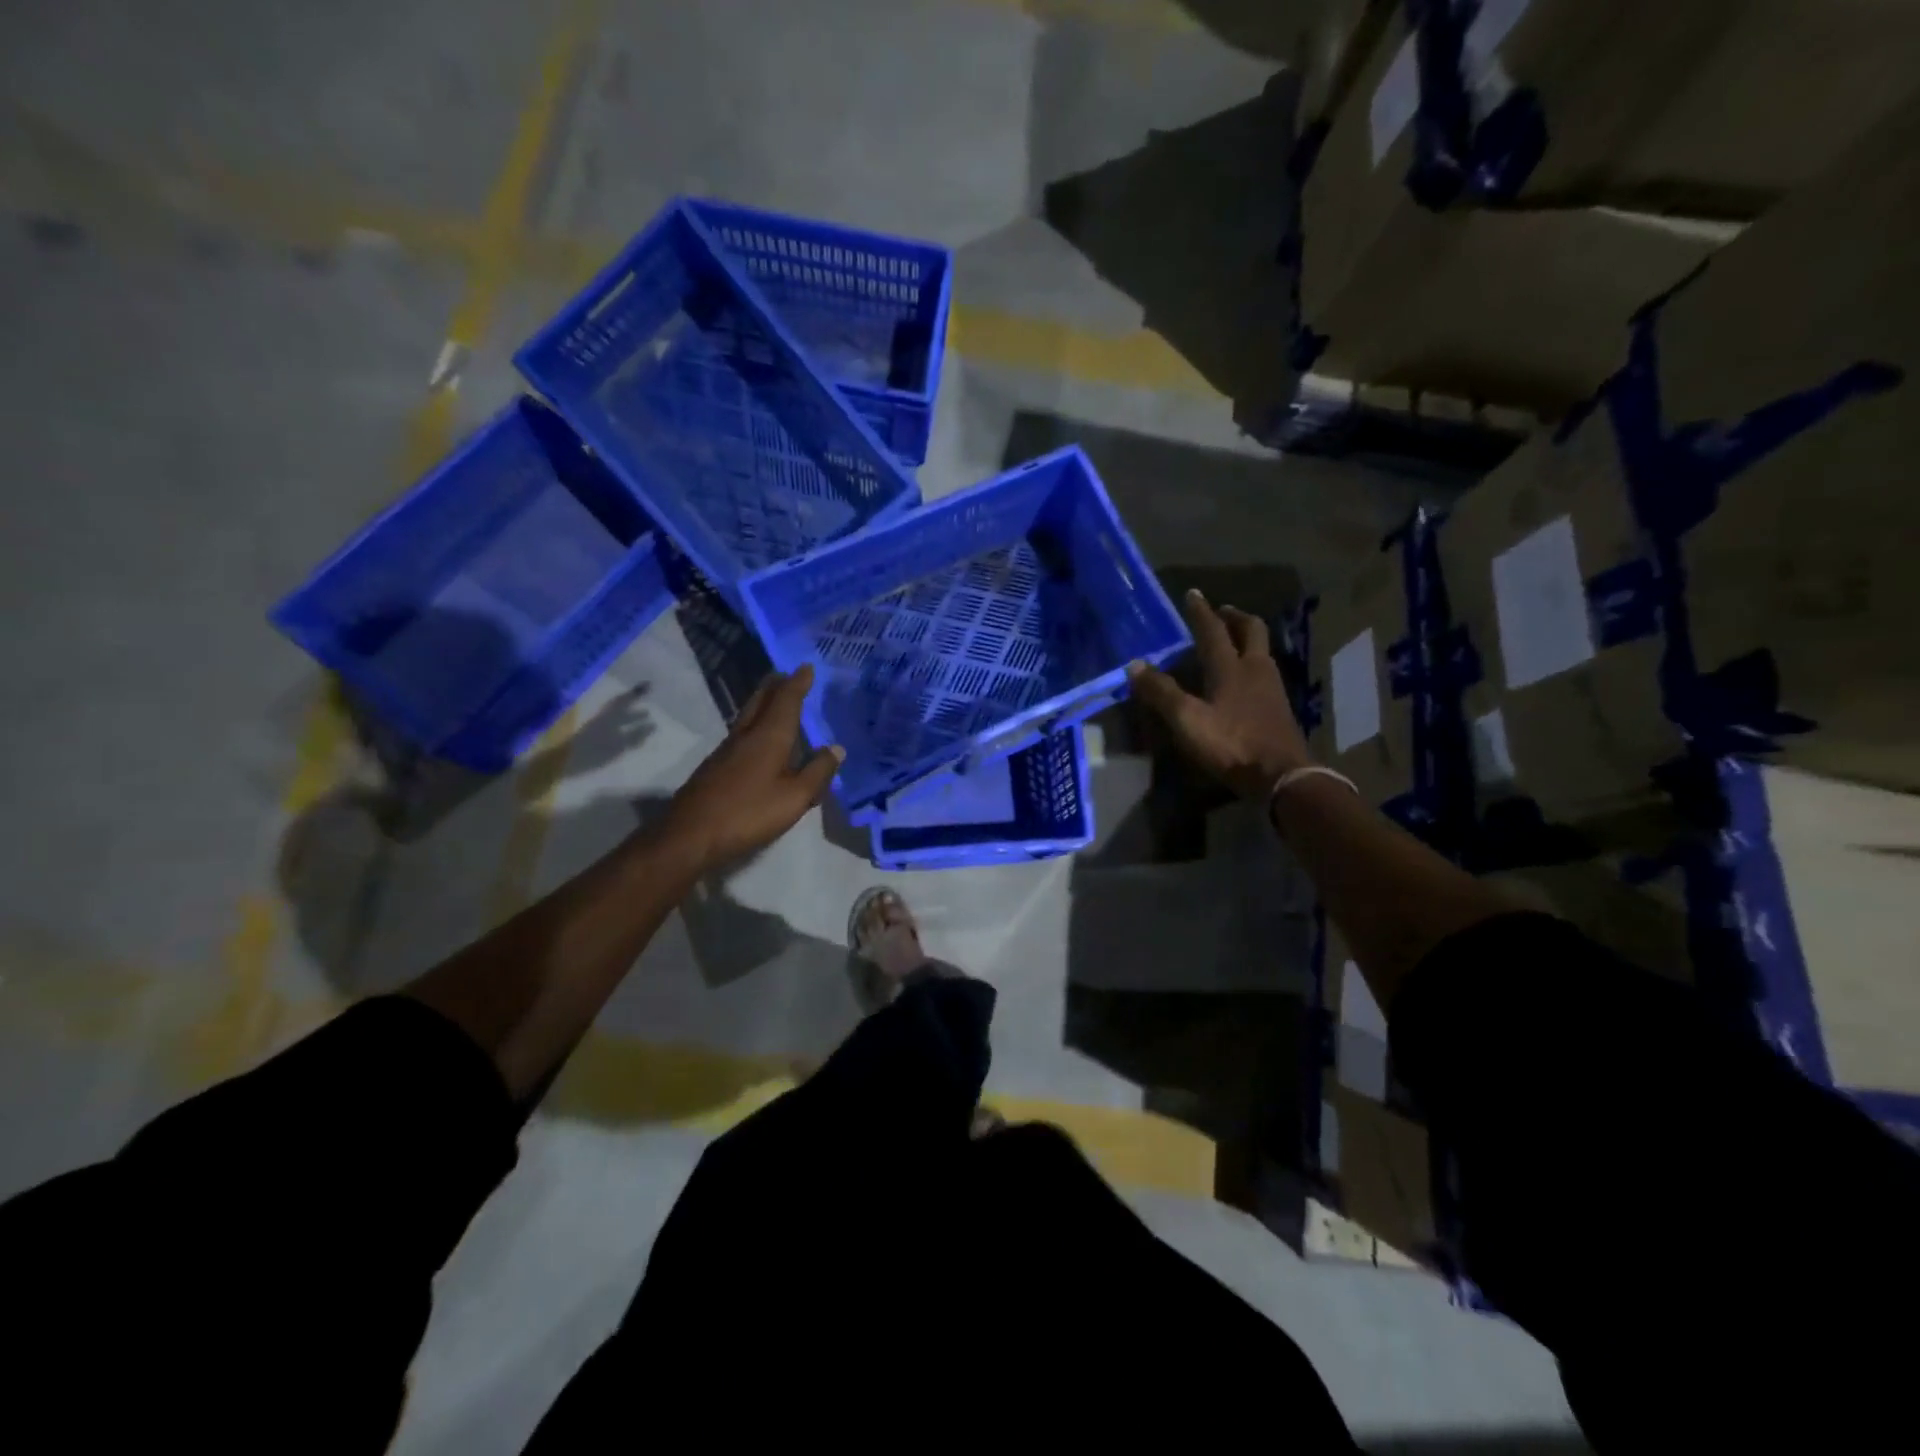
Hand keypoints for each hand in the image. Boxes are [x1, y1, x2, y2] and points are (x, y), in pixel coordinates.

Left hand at [663, 665, 843, 872]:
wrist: (691, 835)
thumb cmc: (749, 813)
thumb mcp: (795, 797)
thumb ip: (818, 772)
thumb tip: (836, 748)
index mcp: (769, 737)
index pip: (786, 700)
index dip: (798, 683)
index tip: (806, 667)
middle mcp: (746, 735)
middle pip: (761, 701)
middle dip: (776, 686)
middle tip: (787, 675)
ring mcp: (726, 750)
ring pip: (748, 715)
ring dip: (763, 702)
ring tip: (776, 699)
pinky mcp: (716, 767)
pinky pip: (742, 733)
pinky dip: (755, 724)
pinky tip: (759, 738)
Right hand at [1128, 589, 1311, 800]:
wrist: (1281, 775)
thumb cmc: (1231, 743)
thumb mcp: (1187, 720)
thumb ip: (1162, 692)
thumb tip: (1135, 665)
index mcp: (1231, 667)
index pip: (1213, 631)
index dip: (1201, 612)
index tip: (1193, 594)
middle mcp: (1256, 669)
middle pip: (1251, 631)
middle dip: (1235, 617)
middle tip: (1221, 612)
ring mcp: (1272, 688)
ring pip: (1262, 651)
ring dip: (1247, 639)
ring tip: (1232, 642)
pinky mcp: (1279, 708)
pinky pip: (1266, 672)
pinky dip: (1253, 664)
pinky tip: (1244, 678)